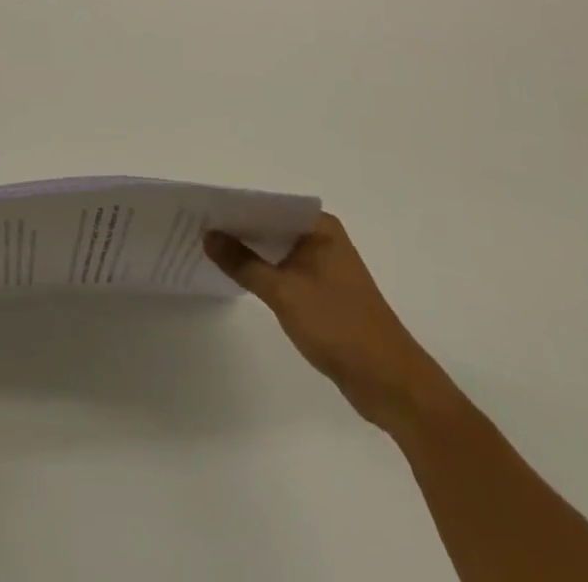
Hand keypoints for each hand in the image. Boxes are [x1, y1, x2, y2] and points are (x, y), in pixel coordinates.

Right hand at [205, 213, 456, 433]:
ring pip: (277, 249)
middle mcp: (322, 239)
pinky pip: (284, 271)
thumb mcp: (285, 292)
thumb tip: (208, 235)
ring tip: (208, 248)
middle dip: (238, 227)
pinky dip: (262, 272)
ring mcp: (324, 267)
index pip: (270, 204)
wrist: (391, 384)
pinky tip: (236, 276)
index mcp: (320, 227)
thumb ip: (244, 263)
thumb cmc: (340, 327)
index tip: (202, 207)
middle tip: (197, 226)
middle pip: (272, 225)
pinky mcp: (323, 293)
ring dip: (248, 251)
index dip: (236, 205)